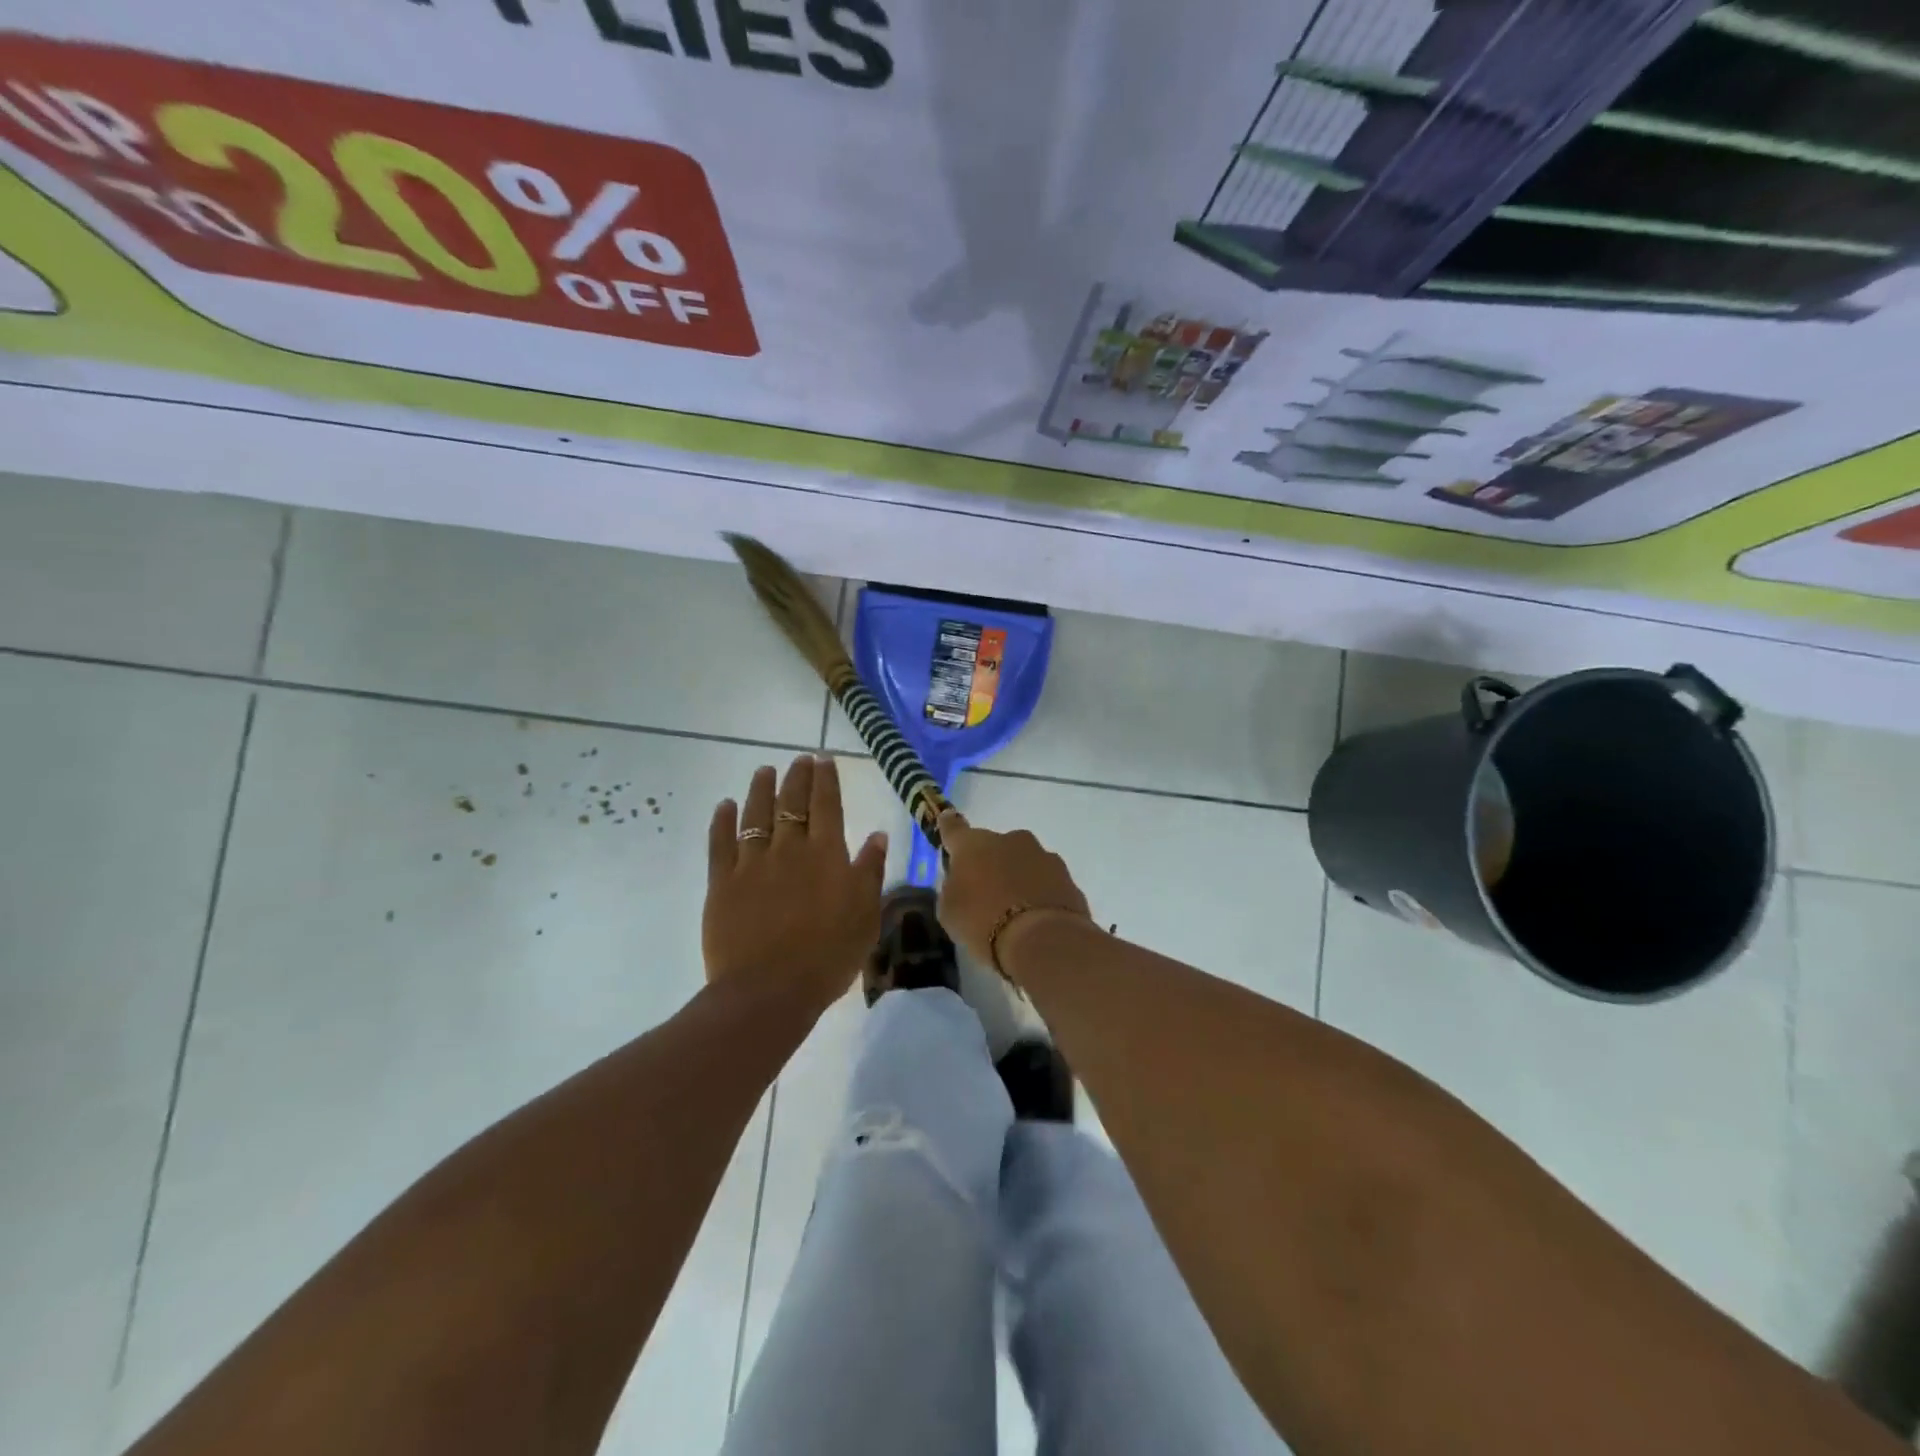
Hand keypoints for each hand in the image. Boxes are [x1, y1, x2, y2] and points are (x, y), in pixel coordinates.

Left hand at [703, 755, 887, 1014]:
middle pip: (792, 803)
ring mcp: (752, 863)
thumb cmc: (828, 956)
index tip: (824, 760)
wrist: (770, 990)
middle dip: (796, 777)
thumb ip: (870, 872)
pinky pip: (720, 843)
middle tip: (799, 759)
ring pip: (755, 815)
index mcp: (826, 855)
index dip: (825, 780)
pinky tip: (724, 805)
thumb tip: (877, 835)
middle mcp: (789, 849)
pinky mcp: (722, 883)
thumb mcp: (865, 916)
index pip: (827, 805)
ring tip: (764, 771)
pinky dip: (722, 821)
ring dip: (760, 790)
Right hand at [935, 809, 1091, 978]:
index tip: (947, 820)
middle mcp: (1010, 840)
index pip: (954, 828)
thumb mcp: (949, 912)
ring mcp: (1043, 856)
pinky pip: (1046, 882)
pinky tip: (1036, 919)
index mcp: (974, 844)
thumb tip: (962, 881)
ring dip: (1018, 878)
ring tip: (1015, 911)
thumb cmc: (983, 923)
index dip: (948, 826)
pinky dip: (1039, 894)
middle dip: (990, 864)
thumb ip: (953, 888)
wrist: (1043, 941)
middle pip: (994, 847)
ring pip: (1024, 862)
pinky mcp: (1068, 877)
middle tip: (985, 894)